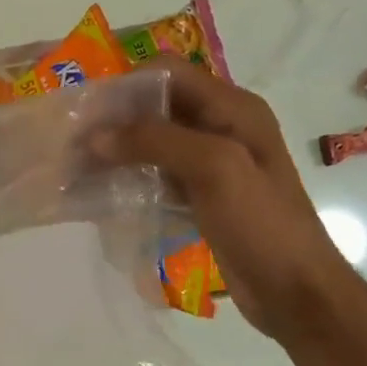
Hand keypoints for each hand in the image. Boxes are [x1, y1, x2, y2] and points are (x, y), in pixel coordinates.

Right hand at [98, 57, 362, 342]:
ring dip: (118, 153)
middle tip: (72, 146)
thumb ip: (157, 141)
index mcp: (234, 108)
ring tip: (77, 170)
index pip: (168, 73)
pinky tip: (102, 195)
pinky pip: (158, 177)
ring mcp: (212, 165)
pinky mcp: (201, 197)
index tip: (87, 114)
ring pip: (154, 144)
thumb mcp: (216, 169)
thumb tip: (96, 136)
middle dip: (114, 122)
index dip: (126, 87)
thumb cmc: (262, 224)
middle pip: (157, 108)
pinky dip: (130, 180)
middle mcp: (222, 128)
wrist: (294, 292)